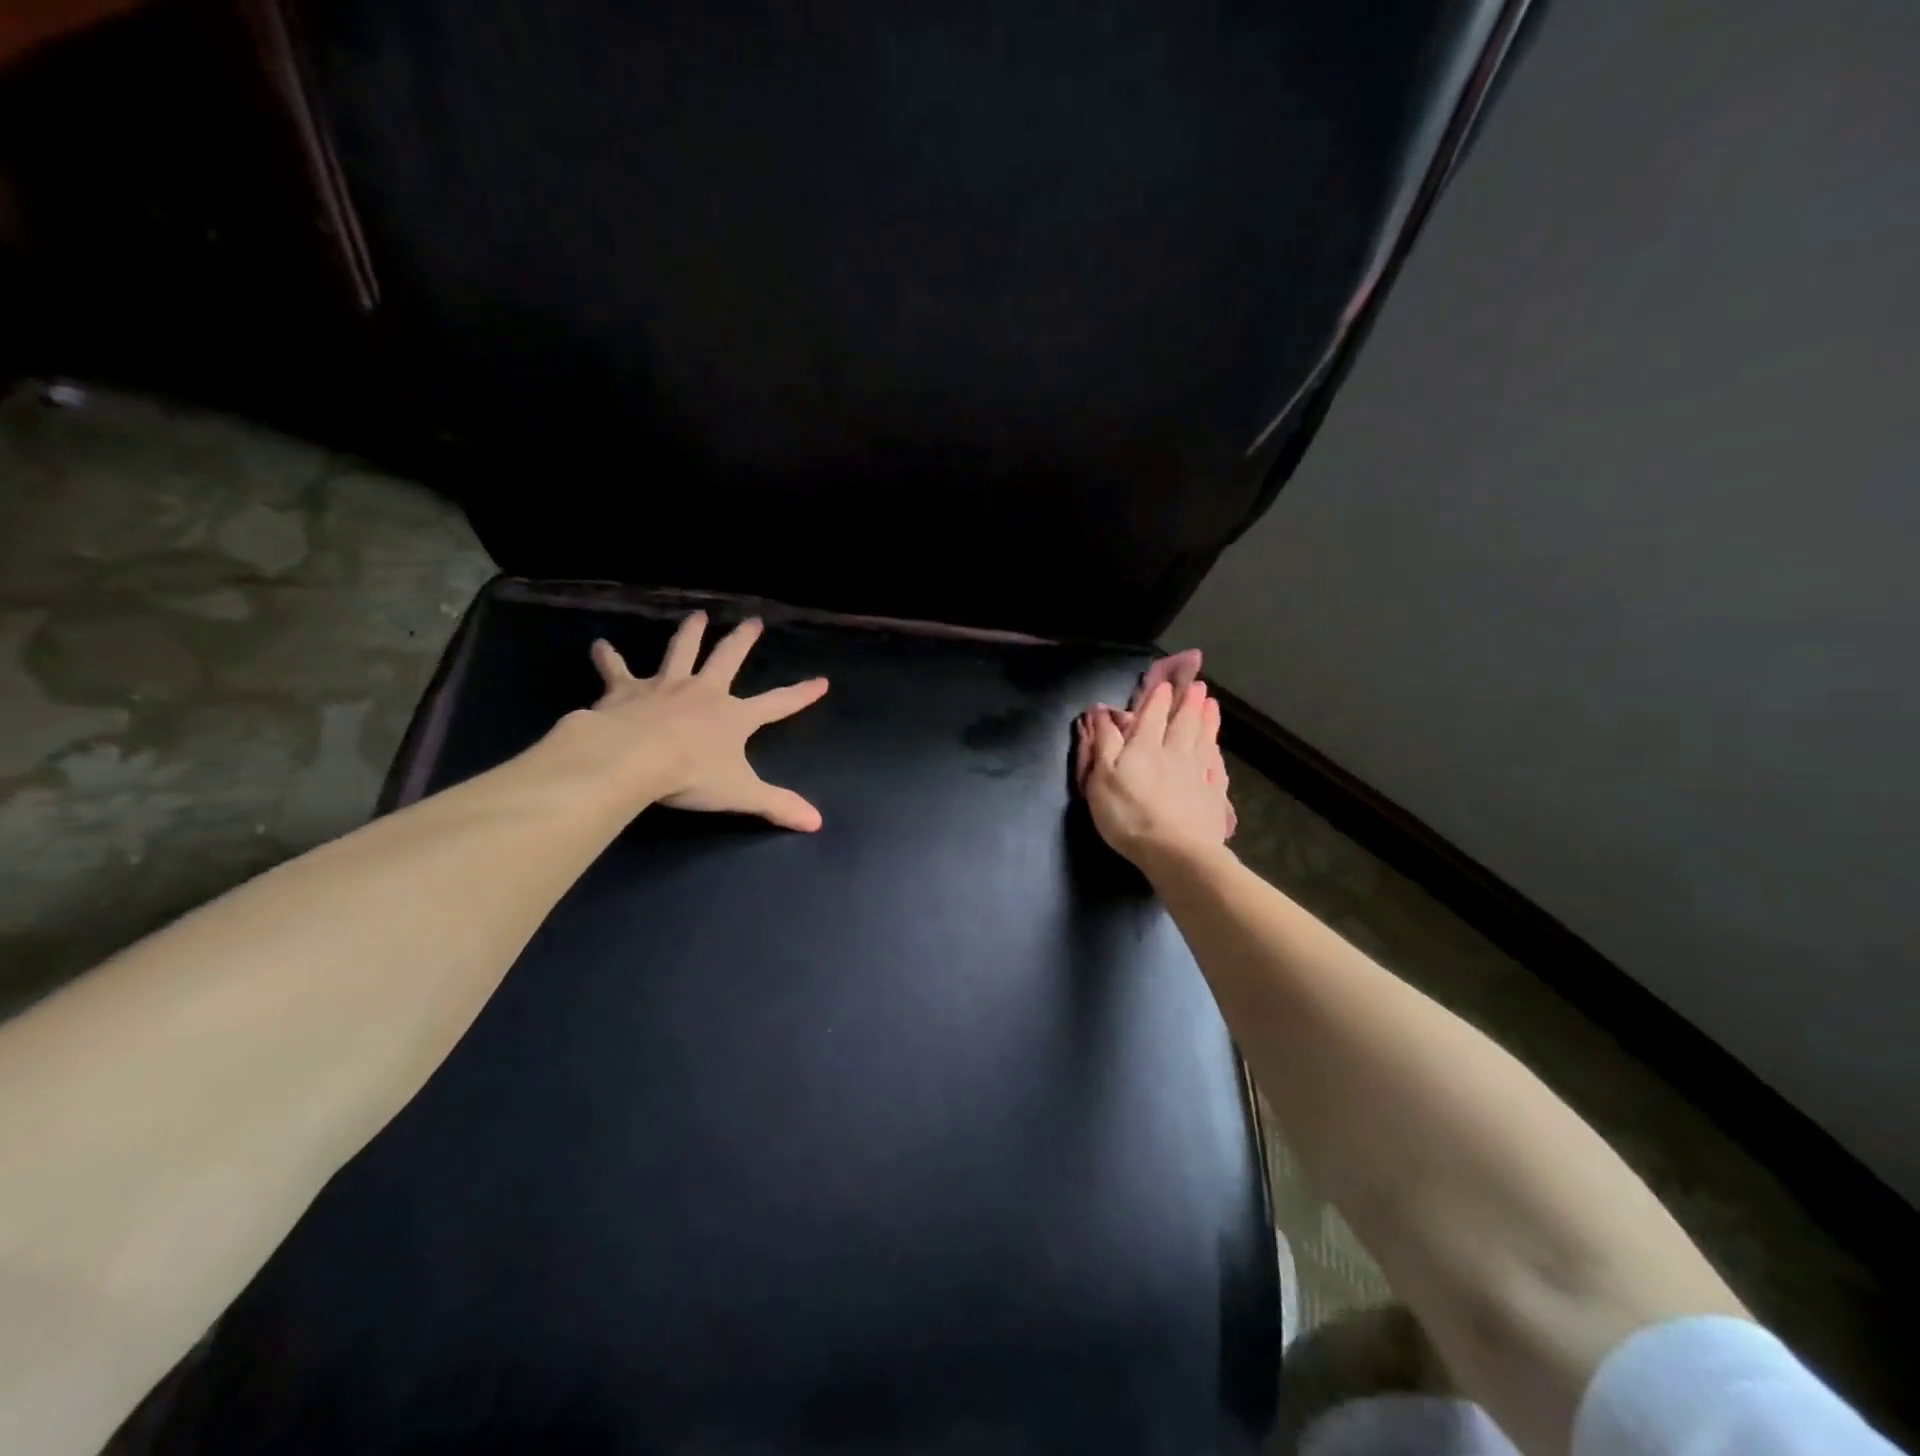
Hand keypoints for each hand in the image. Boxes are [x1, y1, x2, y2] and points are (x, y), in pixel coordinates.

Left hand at [580, 610, 828, 830]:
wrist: (634, 758)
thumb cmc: (691, 775)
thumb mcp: (742, 794)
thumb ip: (778, 805)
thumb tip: (816, 822)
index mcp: (734, 717)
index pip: (777, 704)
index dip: (801, 694)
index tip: (821, 681)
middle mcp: (703, 692)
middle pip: (728, 659)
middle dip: (743, 640)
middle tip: (753, 621)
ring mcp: (665, 686)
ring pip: (680, 652)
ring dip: (690, 633)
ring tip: (697, 616)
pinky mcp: (626, 690)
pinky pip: (616, 669)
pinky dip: (608, 657)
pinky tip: (599, 645)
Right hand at [1075, 681, 1233, 869]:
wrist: (1175, 852)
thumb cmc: (1129, 815)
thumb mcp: (1102, 777)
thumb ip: (1104, 743)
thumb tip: (1101, 711)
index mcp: (1145, 747)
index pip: (1152, 715)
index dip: (1157, 697)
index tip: (1164, 683)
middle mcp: (1175, 753)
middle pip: (1184, 723)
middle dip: (1188, 703)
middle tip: (1198, 686)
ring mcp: (1198, 775)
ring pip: (1204, 741)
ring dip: (1208, 721)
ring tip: (1212, 705)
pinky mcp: (1214, 797)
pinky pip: (1217, 770)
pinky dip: (1217, 756)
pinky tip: (1218, 751)